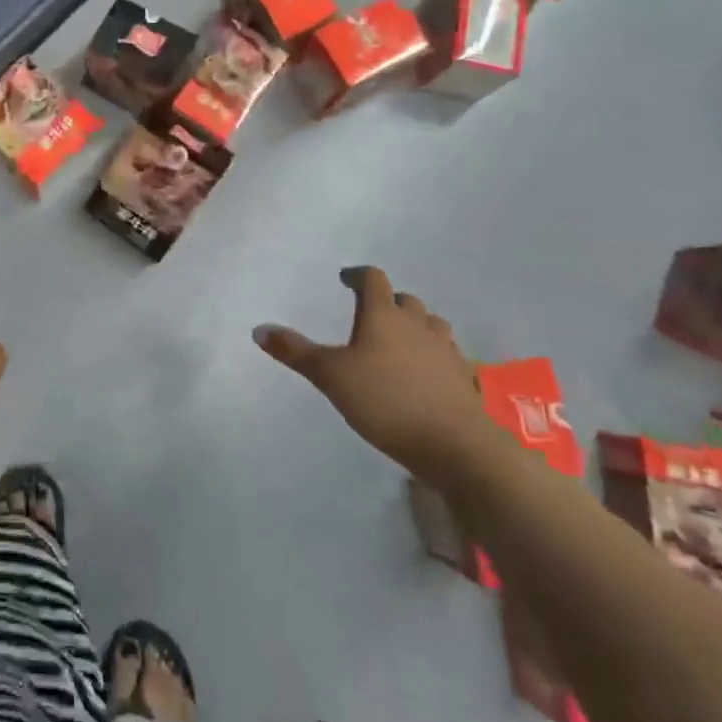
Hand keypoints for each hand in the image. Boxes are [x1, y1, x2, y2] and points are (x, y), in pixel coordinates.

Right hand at [254, 266, 490, 480]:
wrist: (455, 445)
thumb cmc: (385, 401)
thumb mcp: (330, 376)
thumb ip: (295, 352)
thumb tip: (258, 329)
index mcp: (384, 316)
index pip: (373, 280)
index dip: (358, 275)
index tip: (345, 279)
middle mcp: (417, 325)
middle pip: (405, 300)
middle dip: (388, 301)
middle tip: (371, 313)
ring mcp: (445, 351)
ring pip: (432, 324)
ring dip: (416, 325)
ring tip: (401, 339)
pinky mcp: (463, 379)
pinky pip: (448, 355)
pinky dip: (434, 355)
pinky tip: (426, 373)